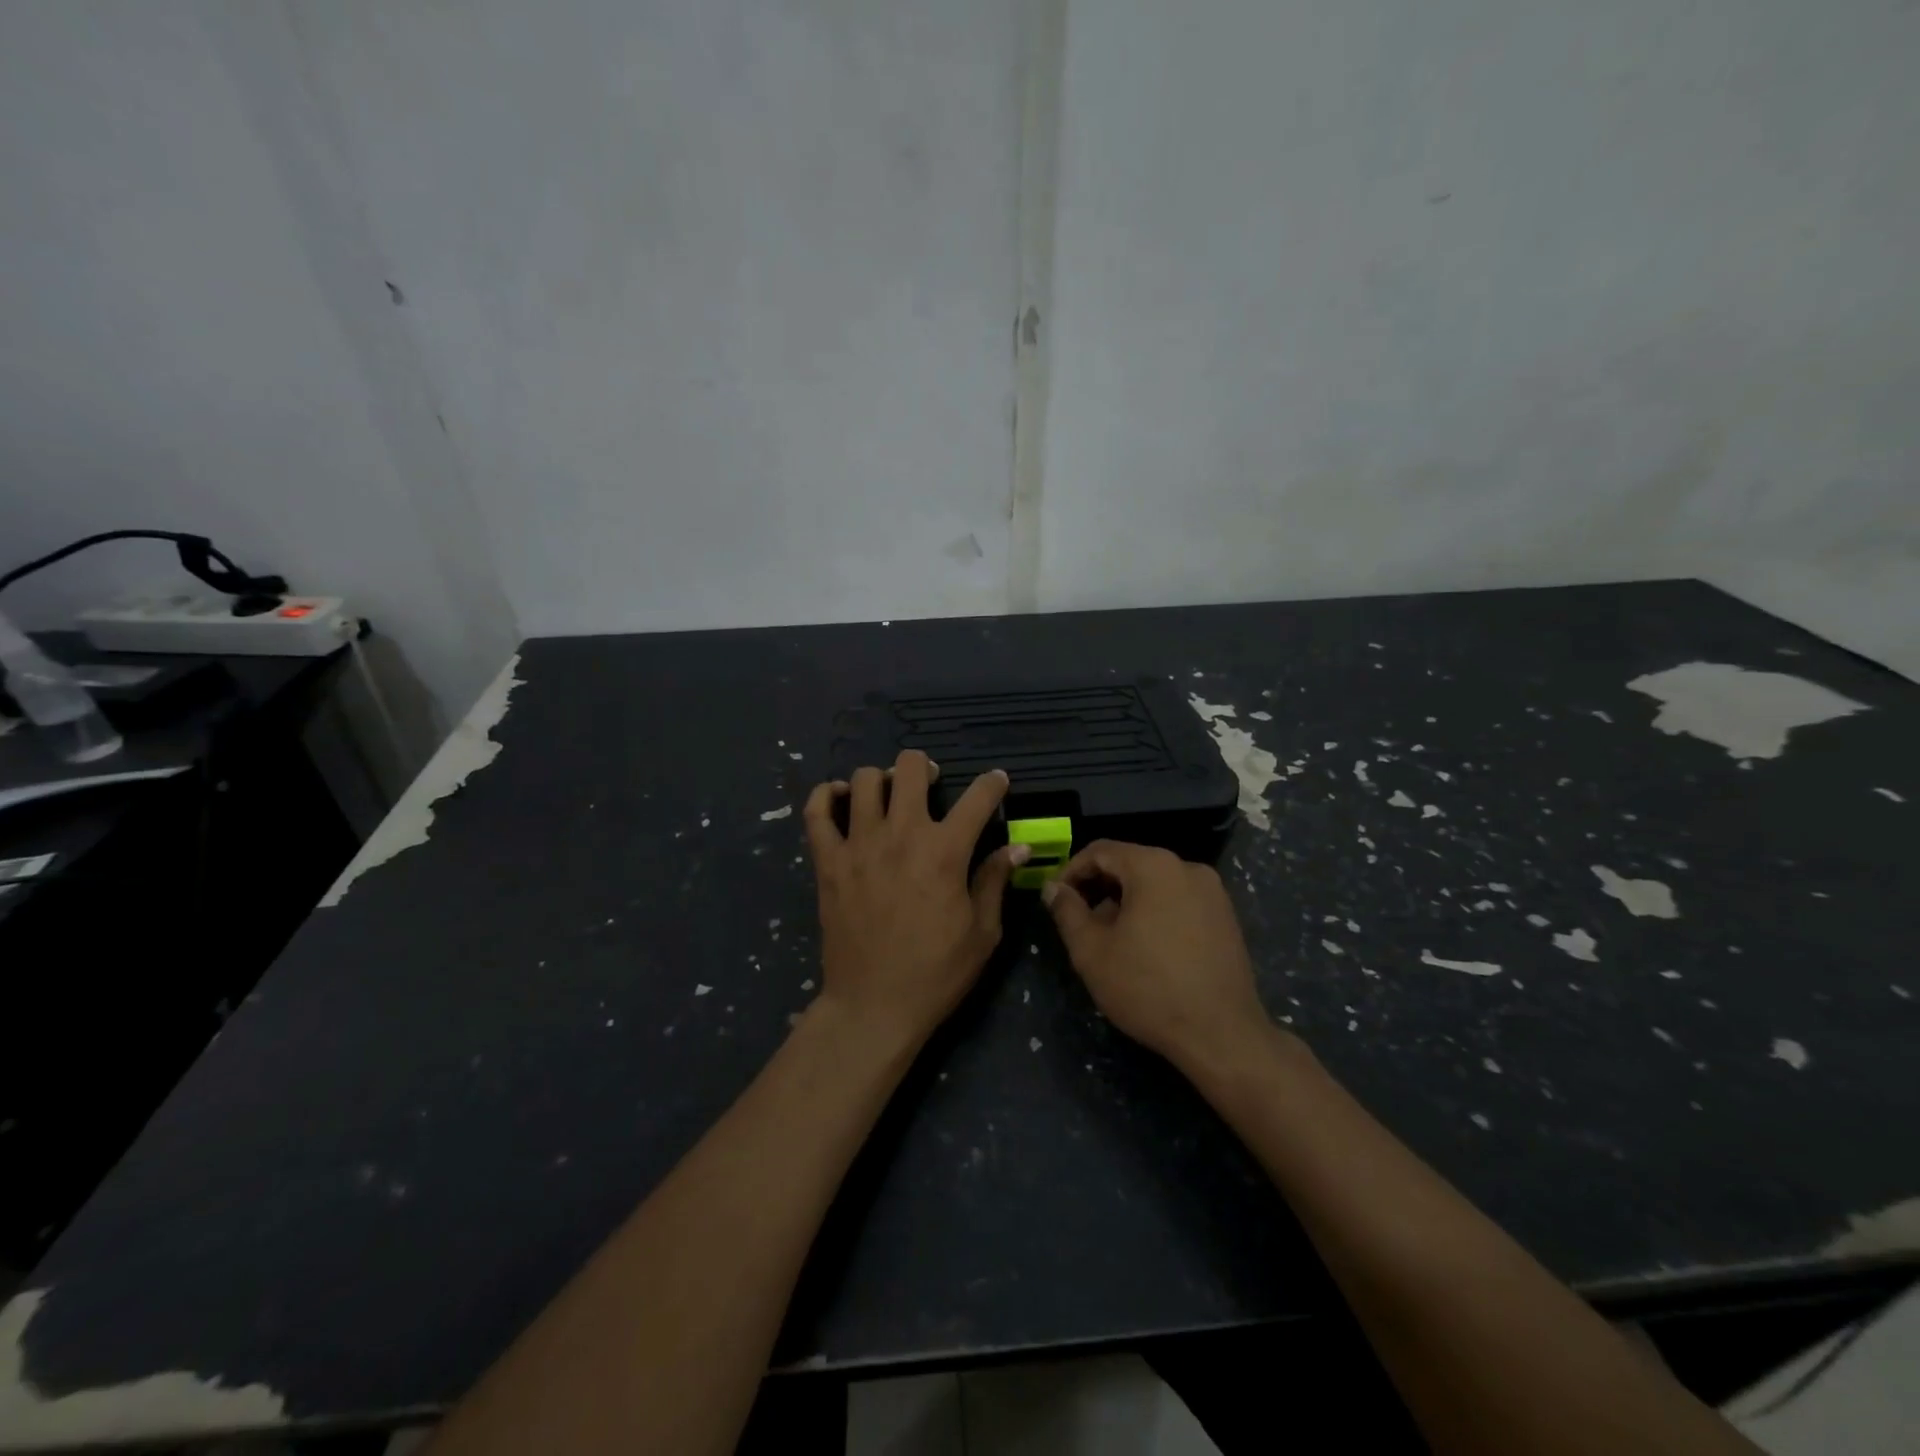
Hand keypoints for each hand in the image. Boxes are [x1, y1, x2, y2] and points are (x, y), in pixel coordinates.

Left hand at [803, 752, 1025, 1047]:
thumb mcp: (983, 932)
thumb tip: (1018, 847)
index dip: (993, 783)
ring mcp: (858, 845)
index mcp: (945, 851)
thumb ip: (996, 880)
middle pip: (910, 768)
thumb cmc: (937, 972)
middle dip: (926, 767)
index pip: (977, 798)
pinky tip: (841, 798)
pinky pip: (816, 812)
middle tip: (932, 783)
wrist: (874, 1005)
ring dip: (882, 779)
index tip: (997, 782)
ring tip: (890, 794)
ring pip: (864, 780)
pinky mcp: (827, 861)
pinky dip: (826, 795)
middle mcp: (901, 835)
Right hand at [1043, 840, 1273, 1072]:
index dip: (1071, 871)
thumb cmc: (1148, 988)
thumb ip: (1067, 911)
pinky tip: (1145, 948)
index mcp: (1153, 866)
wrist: (1221, 1035)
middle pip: (1130, 864)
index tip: (1055, 899)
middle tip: (1078, 920)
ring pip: (1155, 883)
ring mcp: (1212, 892)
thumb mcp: (1091, 951)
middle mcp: (1187, 867)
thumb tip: (1053, 888)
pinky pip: (1178, 901)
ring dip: (1126, 901)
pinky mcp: (1226, 918)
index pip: (1100, 851)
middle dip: (1098, 888)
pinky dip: (1154, 912)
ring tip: (1110, 938)